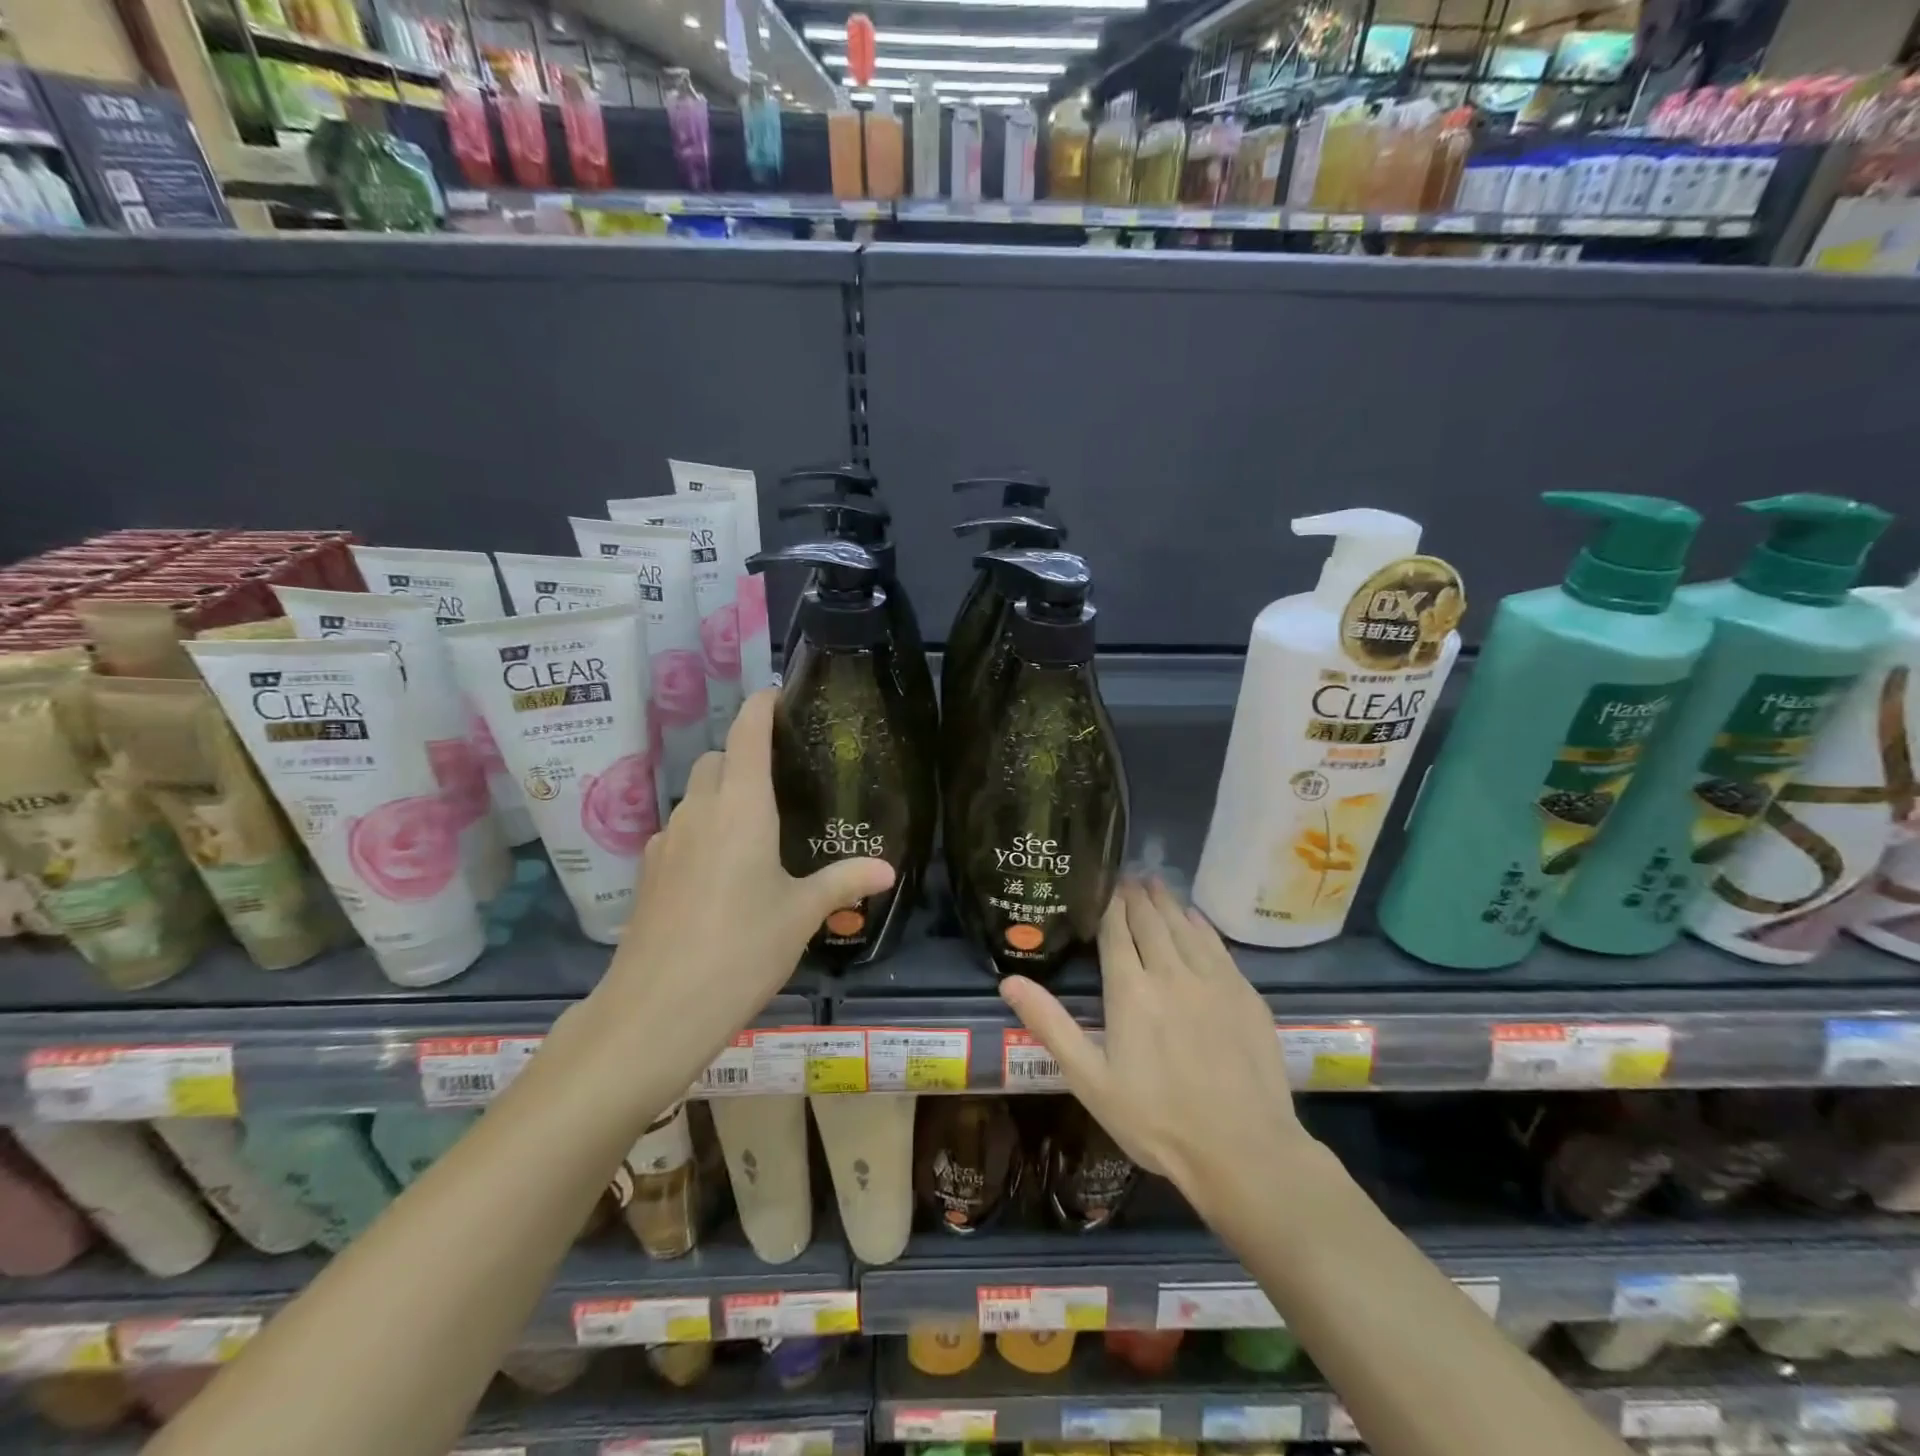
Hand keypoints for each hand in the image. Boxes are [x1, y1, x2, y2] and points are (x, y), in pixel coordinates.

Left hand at [597, 689, 894, 1068]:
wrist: (655, 1011)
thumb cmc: (741, 950)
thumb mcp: (801, 915)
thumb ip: (843, 882)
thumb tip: (888, 868)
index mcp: (742, 807)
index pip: (748, 732)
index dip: (763, 706)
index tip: (782, 697)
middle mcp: (699, 810)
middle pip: (719, 759)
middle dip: (746, 755)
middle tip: (783, 779)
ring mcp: (667, 839)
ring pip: (696, 794)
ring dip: (723, 794)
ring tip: (757, 829)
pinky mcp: (649, 870)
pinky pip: (681, 829)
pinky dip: (703, 829)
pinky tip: (721, 871)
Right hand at [999, 880, 1305, 1217]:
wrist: (1244, 1151)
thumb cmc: (1157, 1120)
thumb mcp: (1091, 1080)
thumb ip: (1051, 1025)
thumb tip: (1009, 981)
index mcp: (1131, 991)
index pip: (1117, 931)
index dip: (1110, 904)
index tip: (1104, 883)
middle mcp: (1171, 972)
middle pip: (1151, 920)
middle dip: (1136, 896)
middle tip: (1128, 876)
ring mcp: (1213, 980)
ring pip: (1184, 926)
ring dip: (1167, 902)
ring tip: (1155, 884)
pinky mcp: (1244, 993)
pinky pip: (1217, 944)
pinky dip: (1200, 924)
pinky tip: (1195, 918)